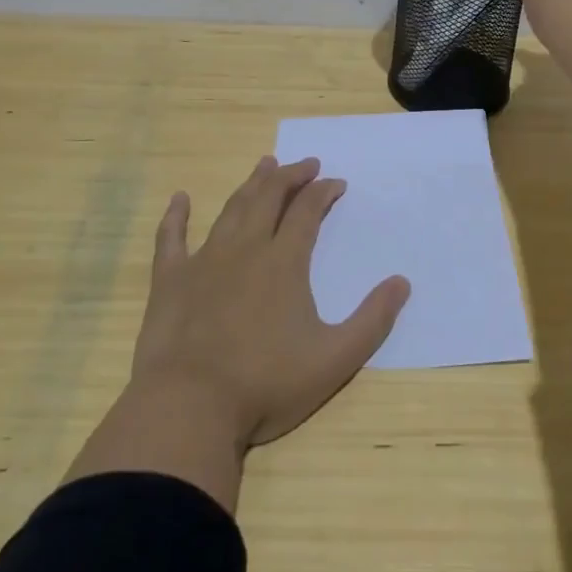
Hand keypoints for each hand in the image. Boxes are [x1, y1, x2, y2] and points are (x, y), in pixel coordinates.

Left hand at [131, 156, 410, 448]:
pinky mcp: (170, 280)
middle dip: (291, 176)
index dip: (324, 192)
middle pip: (269, 197)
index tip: (337, 183)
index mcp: (284, 262)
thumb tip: (402, 282)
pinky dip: (175, 215)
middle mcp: (245, 249)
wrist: (189, 408)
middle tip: (306, 163)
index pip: (308, 211)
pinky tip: (179, 198)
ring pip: (231, 209)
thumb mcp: (334, 359)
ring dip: (251, 184)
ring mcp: (204, 261)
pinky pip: (170, 238)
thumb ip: (372, 320)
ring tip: (265, 164)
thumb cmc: (266, 385)